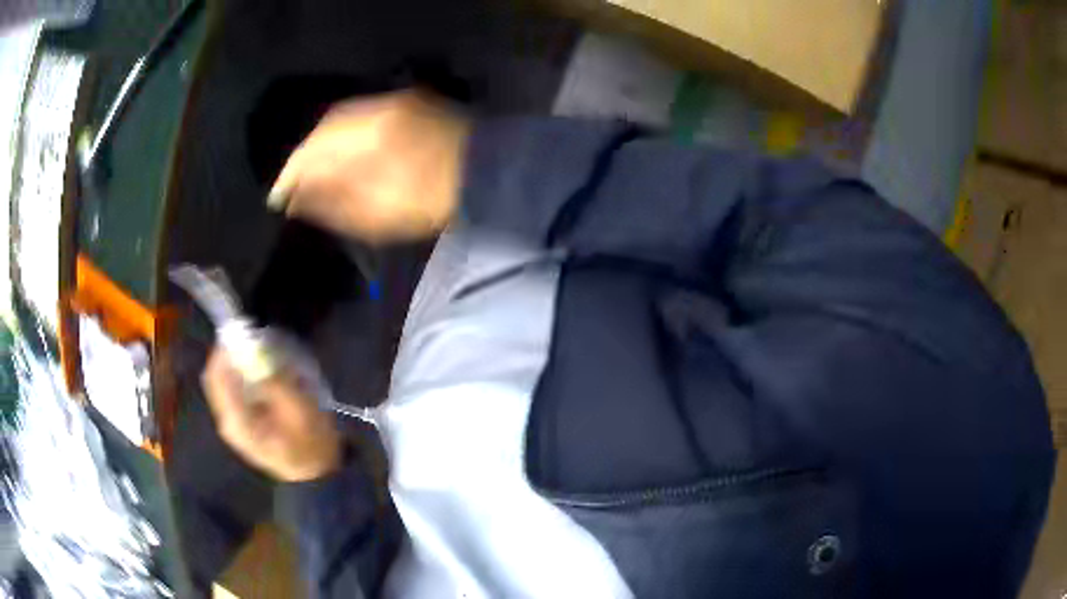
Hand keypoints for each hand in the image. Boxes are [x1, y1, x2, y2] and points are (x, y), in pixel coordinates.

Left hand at [201, 348, 341, 481]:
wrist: (316, 476)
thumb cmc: (311, 444)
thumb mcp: (298, 410)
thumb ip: (274, 380)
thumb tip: (255, 350)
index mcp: (237, 421)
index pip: (216, 376)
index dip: (224, 350)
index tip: (243, 331)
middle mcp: (228, 421)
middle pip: (217, 378)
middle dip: (230, 355)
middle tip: (254, 340)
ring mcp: (233, 424)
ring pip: (224, 383)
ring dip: (236, 365)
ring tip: (260, 355)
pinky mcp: (241, 425)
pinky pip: (233, 392)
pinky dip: (242, 377)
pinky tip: (262, 374)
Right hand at [268, 90, 470, 241]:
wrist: (488, 174)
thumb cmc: (432, 202)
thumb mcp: (379, 214)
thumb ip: (334, 202)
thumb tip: (296, 198)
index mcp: (369, 139)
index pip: (313, 151)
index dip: (290, 174)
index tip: (276, 198)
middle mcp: (377, 111)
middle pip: (324, 128)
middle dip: (303, 157)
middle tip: (291, 185)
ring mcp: (394, 102)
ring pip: (342, 118)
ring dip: (321, 143)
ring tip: (311, 172)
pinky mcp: (408, 102)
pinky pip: (361, 114)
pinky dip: (343, 133)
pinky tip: (339, 151)